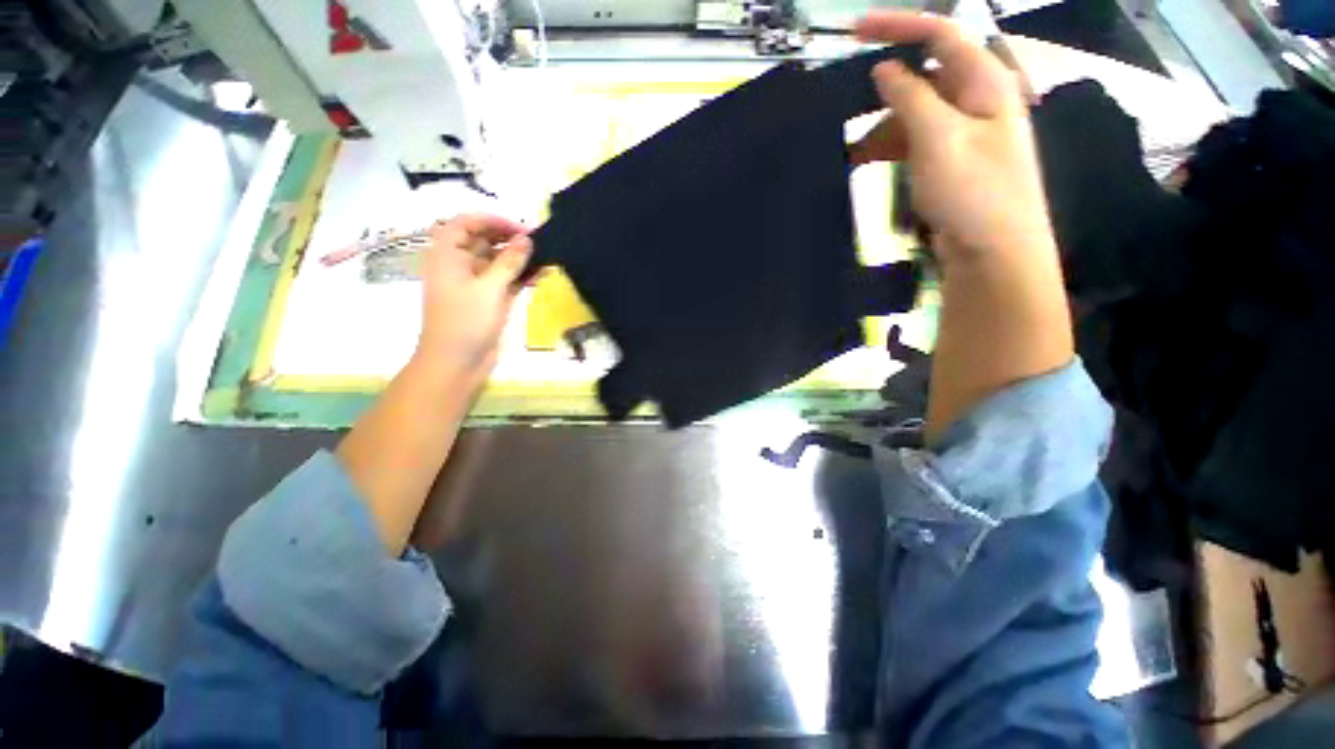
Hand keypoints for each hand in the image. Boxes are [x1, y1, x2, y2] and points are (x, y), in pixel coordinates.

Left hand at [415, 213, 532, 382]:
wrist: (457, 362)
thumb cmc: (466, 322)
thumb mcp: (489, 288)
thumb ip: (509, 262)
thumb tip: (527, 239)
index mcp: (447, 256)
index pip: (466, 224)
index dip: (492, 221)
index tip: (520, 228)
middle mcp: (460, 265)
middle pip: (484, 241)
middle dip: (510, 238)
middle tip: (540, 241)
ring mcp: (476, 283)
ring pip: (499, 261)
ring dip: (520, 258)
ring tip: (547, 255)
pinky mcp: (490, 299)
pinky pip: (507, 280)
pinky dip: (522, 276)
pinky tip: (542, 273)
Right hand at [851, 12, 1054, 265]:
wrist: (993, 252)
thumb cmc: (973, 192)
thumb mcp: (939, 138)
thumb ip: (911, 97)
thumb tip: (885, 69)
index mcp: (984, 81)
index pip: (941, 34)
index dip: (898, 26)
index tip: (854, 32)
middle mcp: (976, 99)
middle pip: (925, 77)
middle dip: (884, 92)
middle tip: (847, 107)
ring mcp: (964, 132)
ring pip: (915, 113)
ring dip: (882, 127)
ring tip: (852, 153)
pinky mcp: (951, 161)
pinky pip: (916, 141)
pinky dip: (890, 147)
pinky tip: (866, 162)